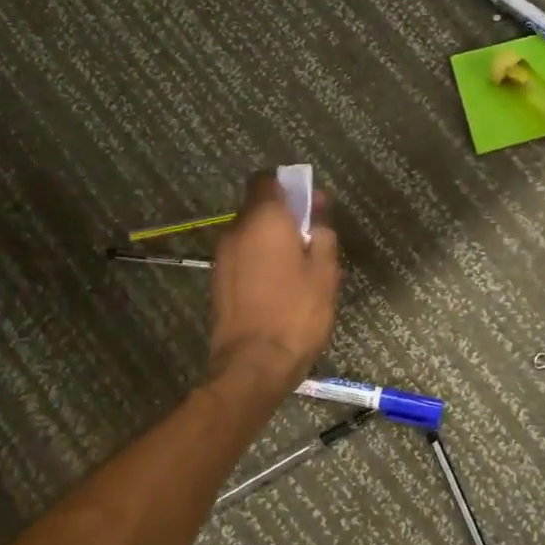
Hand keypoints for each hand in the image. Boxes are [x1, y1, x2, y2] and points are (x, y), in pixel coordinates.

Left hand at [206, 172, 340, 396]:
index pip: (267, 180)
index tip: (311, 204)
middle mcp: (236, 230)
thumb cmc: (296, 313)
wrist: (253, 364)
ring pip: (250, 234)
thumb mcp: (325, 271)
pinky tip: (280, 285)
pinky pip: (243, 256)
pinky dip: (260, 260)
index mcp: (263, 219)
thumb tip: (317, 209)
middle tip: (313, 238)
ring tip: (299, 266)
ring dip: (272, 240)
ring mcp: (223, 257)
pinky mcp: (219, 281)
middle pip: (258, 207)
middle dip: (284, 215)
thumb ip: (322, 232)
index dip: (289, 186)